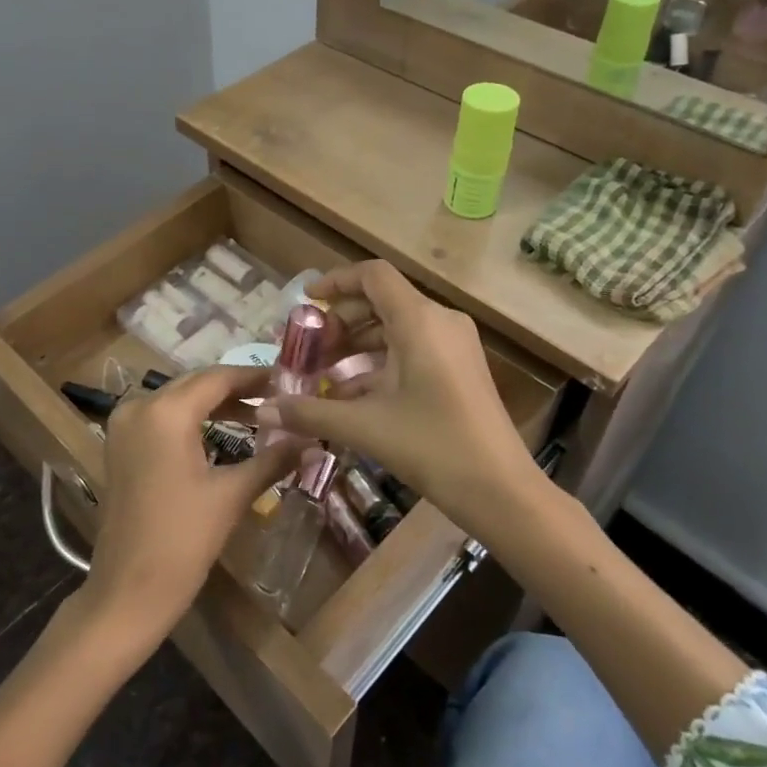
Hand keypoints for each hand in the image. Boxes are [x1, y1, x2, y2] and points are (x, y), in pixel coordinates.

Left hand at [81, 364, 304, 639]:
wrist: (127, 592)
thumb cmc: (182, 542)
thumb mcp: (232, 496)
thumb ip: (273, 460)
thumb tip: (315, 441)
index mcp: (166, 412)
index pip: (218, 378)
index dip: (254, 377)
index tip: (288, 380)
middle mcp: (139, 406)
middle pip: (196, 384)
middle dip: (236, 389)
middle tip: (278, 397)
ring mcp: (124, 425)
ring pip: (178, 399)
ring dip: (215, 404)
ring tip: (258, 414)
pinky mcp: (119, 444)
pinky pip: (161, 417)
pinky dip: (191, 419)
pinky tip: (222, 431)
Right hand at [255, 261, 541, 531]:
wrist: (502, 491)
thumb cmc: (433, 447)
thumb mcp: (365, 427)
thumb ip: (310, 412)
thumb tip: (264, 411)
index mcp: (419, 321)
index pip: (373, 275)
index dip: (336, 281)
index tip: (306, 302)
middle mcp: (439, 321)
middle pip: (381, 300)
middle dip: (341, 320)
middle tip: (310, 349)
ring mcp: (454, 344)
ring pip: (395, 326)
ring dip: (357, 344)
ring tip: (322, 373)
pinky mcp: (459, 366)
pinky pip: (412, 348)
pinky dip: (379, 362)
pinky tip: (351, 396)